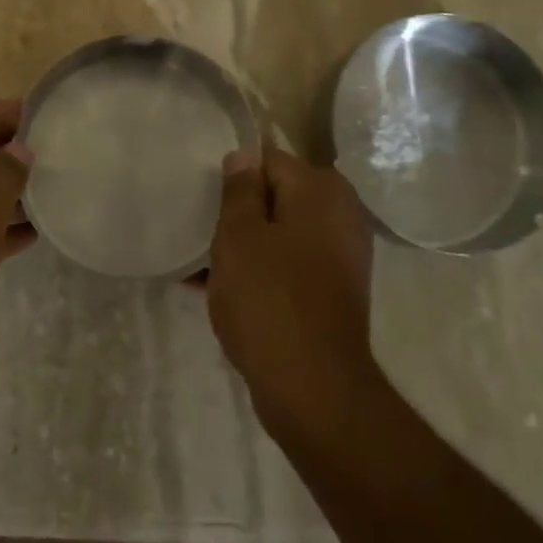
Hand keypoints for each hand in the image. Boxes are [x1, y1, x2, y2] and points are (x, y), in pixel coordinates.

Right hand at [206, 145, 376, 436]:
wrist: (313, 389)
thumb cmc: (269, 300)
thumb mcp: (239, 236)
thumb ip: (239, 190)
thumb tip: (245, 153)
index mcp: (320, 192)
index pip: (269, 160)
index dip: (234, 177)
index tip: (205, 198)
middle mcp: (339, 216)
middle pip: (277, 197)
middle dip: (238, 212)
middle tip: (202, 230)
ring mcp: (340, 257)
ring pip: (280, 233)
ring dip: (244, 244)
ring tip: (202, 262)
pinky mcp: (332, 292)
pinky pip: (288, 266)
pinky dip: (260, 271)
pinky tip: (218, 289)